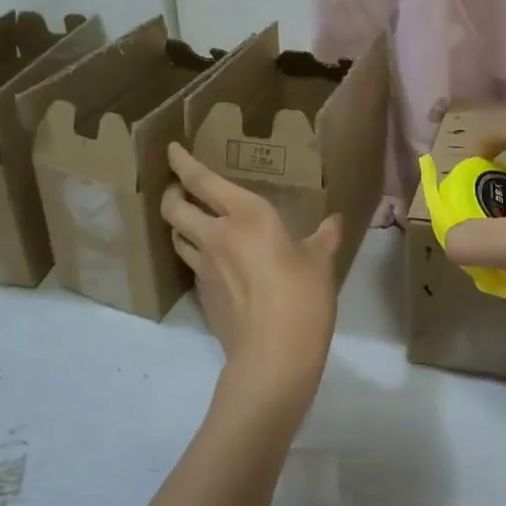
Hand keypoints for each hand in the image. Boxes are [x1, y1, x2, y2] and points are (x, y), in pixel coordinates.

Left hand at [161, 143, 342, 413]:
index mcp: (245, 215)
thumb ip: (323, 238)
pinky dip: (194, 254)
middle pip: (175, 207)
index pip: (202, 180)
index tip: (171, 150)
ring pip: (176, 236)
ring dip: (178, 224)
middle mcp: (216, 235)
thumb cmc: (302, 296)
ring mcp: (204, 268)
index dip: (183, 163)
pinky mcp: (202, 296)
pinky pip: (191, 264)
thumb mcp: (320, 262)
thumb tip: (334, 222)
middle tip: (178, 189)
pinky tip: (211, 261)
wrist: (273, 355)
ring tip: (189, 221)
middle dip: (171, 193)